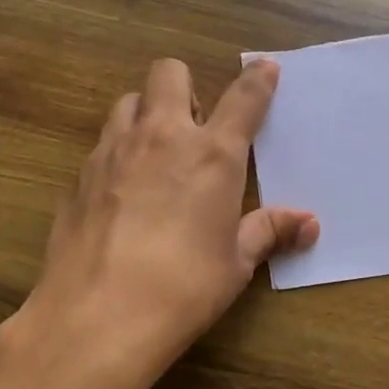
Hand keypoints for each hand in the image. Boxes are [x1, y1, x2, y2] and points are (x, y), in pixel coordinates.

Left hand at [0, 57, 318, 388]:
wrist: (97, 319)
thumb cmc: (183, 288)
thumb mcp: (235, 263)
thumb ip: (269, 231)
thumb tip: (309, 223)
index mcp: (211, 154)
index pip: (243, 98)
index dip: (258, 80)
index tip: (266, 69)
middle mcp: (161, 136)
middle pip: (169, 73)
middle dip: (185, 86)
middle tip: (194, 125)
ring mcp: (113, 151)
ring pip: (128, 101)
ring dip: (146, 113)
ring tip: (155, 153)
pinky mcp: (79, 176)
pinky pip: (102, 144)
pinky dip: (118, 153)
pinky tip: (121, 195)